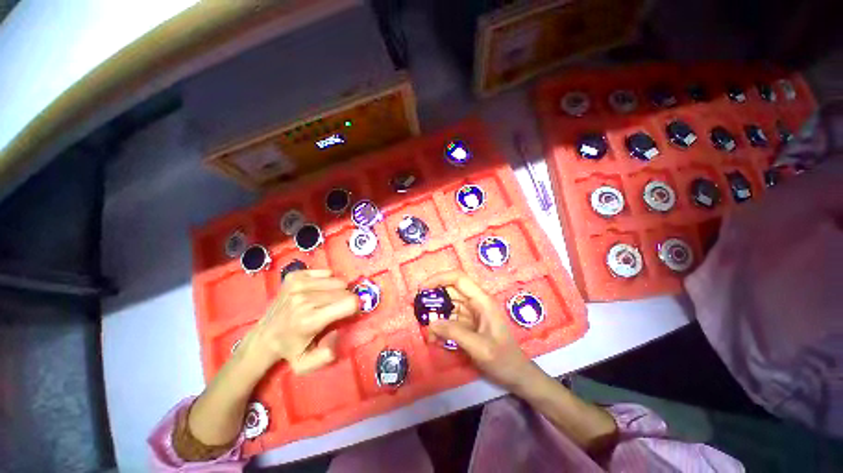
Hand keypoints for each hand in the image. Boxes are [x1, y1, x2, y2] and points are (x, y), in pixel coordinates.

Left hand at [237, 269, 358, 374]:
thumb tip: (338, 332)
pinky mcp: (295, 276)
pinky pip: (325, 272)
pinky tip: (316, 291)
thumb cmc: (291, 349)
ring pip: (337, 280)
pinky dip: (326, 280)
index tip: (350, 313)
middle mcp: (304, 299)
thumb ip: (326, 355)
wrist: (264, 336)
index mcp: (310, 320)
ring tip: (325, 300)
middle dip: (346, 299)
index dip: (355, 307)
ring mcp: (298, 285)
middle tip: (335, 309)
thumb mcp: (306, 363)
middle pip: (344, 291)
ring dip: (337, 290)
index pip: (350, 303)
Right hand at [423, 271, 542, 392]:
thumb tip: (431, 323)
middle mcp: (476, 302)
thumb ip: (455, 332)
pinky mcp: (469, 323)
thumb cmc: (503, 359)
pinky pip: (450, 318)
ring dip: (436, 315)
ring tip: (427, 331)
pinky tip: (435, 338)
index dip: (439, 278)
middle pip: (450, 291)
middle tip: (417, 310)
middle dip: (433, 299)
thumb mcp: (479, 347)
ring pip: (448, 305)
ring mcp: (472, 313)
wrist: (517, 376)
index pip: (458, 278)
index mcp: (482, 300)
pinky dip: (441, 326)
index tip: (422, 289)